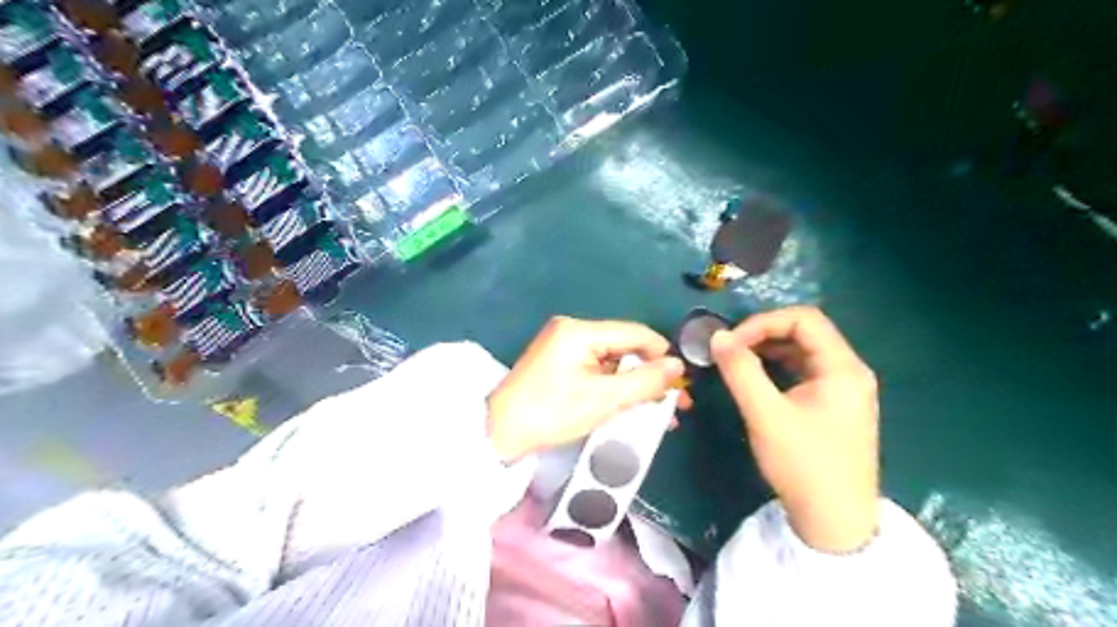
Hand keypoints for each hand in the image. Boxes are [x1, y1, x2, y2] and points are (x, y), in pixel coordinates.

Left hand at [487, 317, 684, 460]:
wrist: (498, 434)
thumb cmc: (551, 414)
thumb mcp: (603, 400)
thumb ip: (644, 381)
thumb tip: (678, 367)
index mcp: (580, 331)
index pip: (635, 334)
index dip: (662, 356)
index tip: (681, 384)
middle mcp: (572, 331)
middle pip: (625, 347)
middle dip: (651, 375)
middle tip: (674, 404)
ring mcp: (564, 346)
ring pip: (613, 361)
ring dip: (635, 384)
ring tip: (658, 411)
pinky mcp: (560, 363)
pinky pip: (598, 370)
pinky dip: (616, 387)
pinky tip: (631, 405)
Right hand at [716, 307, 880, 551]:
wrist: (834, 522)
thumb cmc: (803, 465)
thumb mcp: (766, 415)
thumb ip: (740, 371)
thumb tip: (717, 336)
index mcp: (843, 368)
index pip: (804, 319)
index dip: (763, 322)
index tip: (731, 342)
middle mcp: (850, 371)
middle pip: (806, 332)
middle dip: (764, 334)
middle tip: (730, 350)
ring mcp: (845, 389)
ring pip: (804, 351)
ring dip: (769, 349)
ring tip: (737, 362)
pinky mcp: (835, 405)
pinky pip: (805, 371)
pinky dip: (779, 367)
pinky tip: (757, 379)